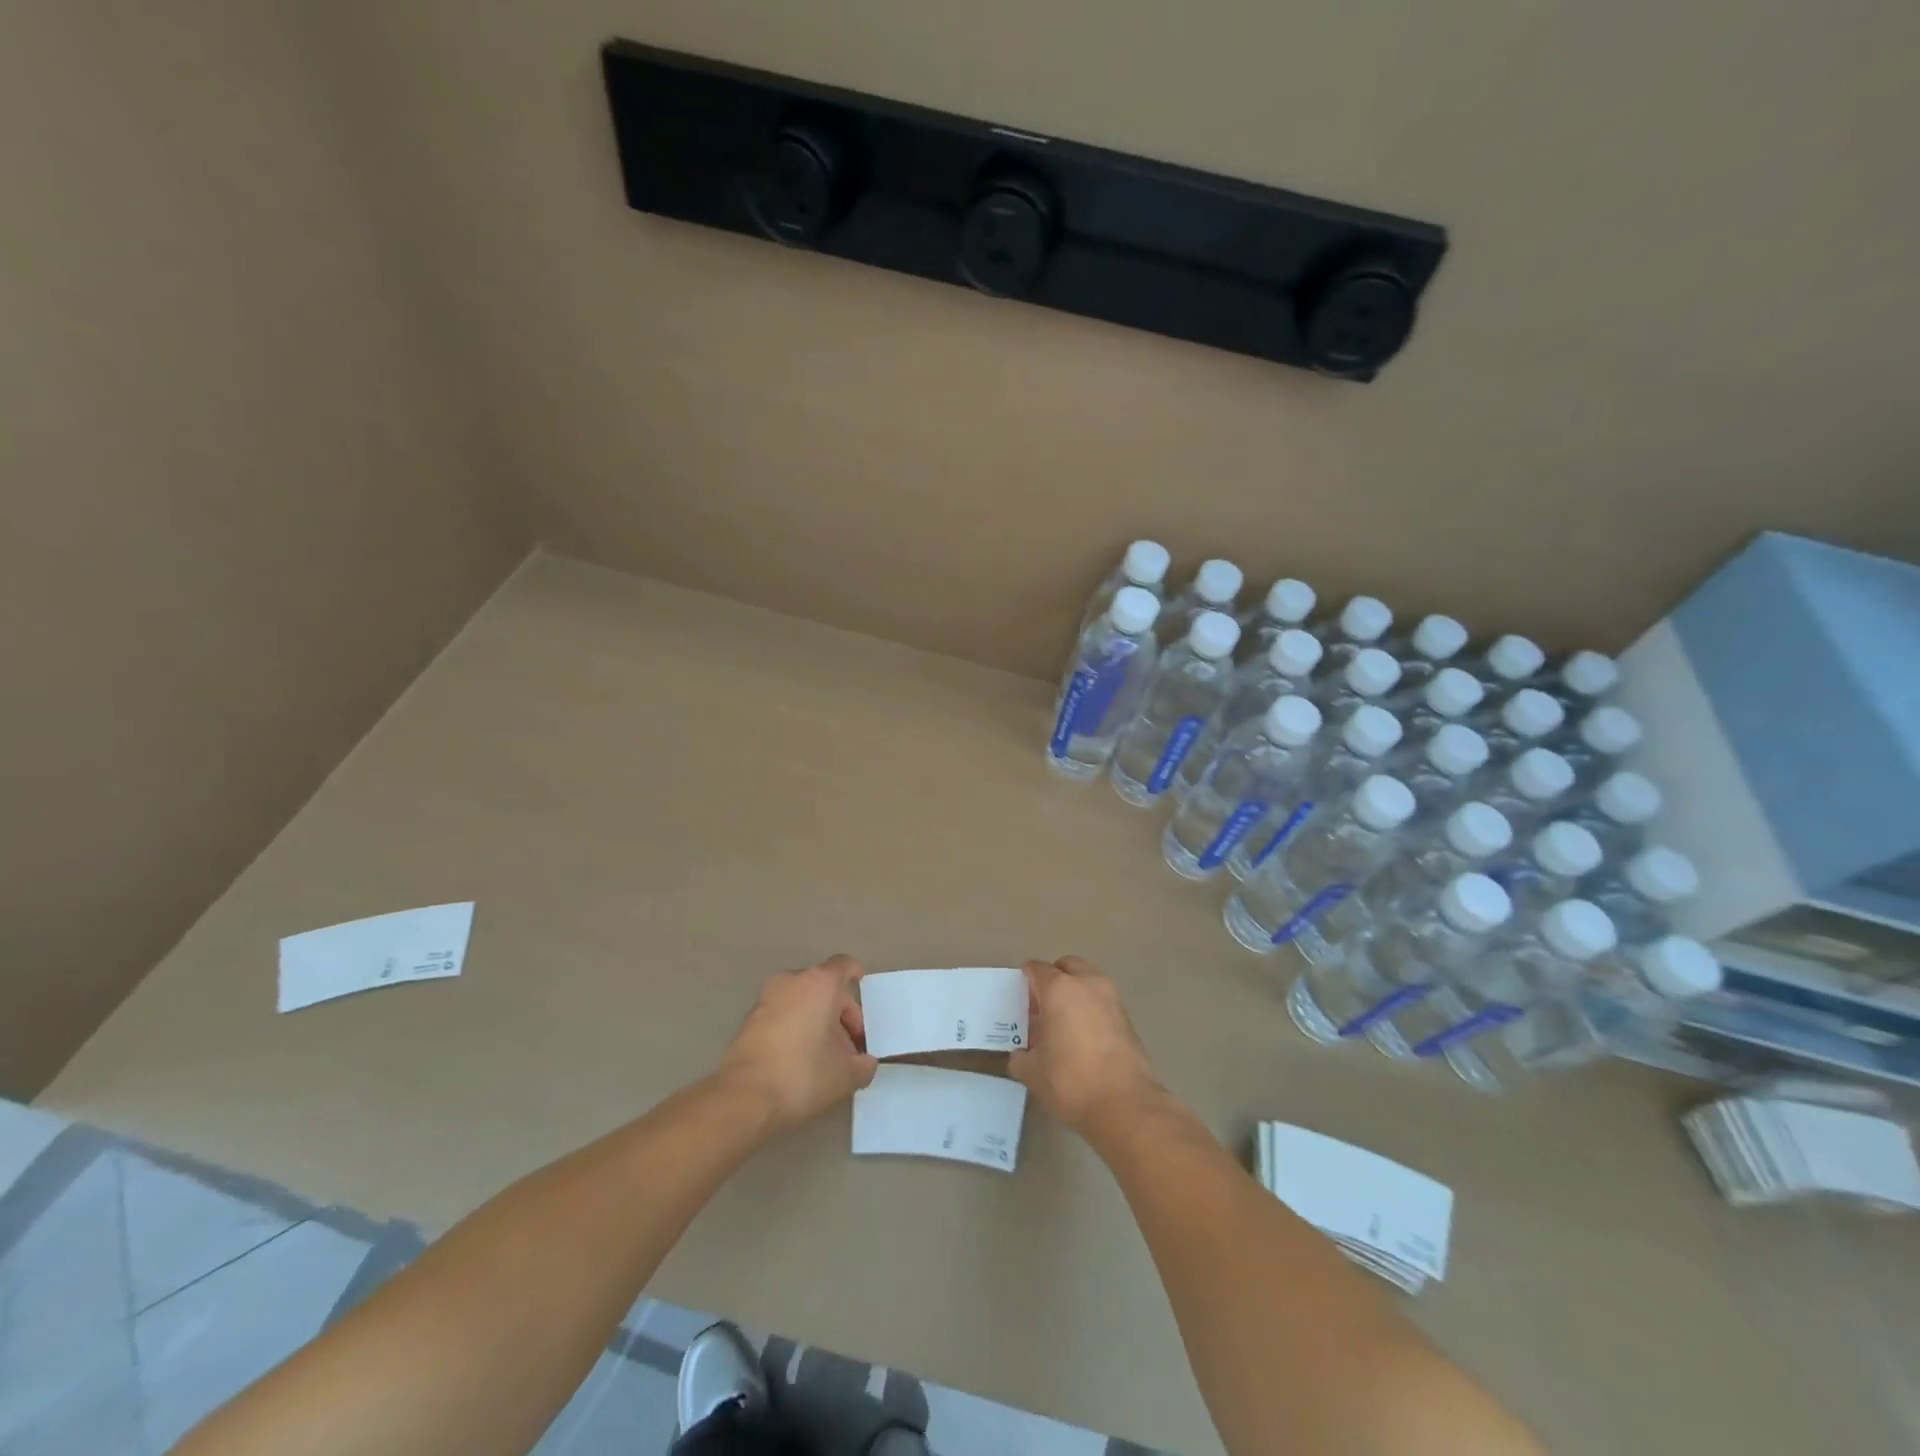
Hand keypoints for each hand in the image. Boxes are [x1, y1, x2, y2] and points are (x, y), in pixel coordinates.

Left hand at [716, 954, 878, 1132]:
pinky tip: (799, 1058)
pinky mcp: (749, 1020)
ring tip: (825, 1052)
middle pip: (823, 984)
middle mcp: (792, 981)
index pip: (844, 965)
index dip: (855, 975)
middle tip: (848, 1041)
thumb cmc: (803, 1074)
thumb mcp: (846, 1075)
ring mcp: (766, 999)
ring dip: (815, 1018)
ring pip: (800, 999)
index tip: (861, 988)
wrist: (744, 1097)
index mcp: (820, 983)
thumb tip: (866, 1063)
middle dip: (839, 1009)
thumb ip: (863, 1065)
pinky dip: (794, 1026)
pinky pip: (781, 1014)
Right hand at [1009, 956, 1163, 1133]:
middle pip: (1066, 966)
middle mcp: (1087, 984)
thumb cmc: (1070, 1081)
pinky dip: (1091, 1009)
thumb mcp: (1033, 1072)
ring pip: (1088, 981)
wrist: (1124, 1104)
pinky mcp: (1128, 1018)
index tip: (1021, 1004)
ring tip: (1064, 1025)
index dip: (1025, 983)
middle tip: (1043, 1008)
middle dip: (1053, 980)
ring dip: (1075, 993)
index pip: (1036, 969)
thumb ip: (1021, 1056)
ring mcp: (1111, 998)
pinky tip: (1084, 1038)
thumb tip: (1022, 1054)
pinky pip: (1102, 1001)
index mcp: (1059, 989)